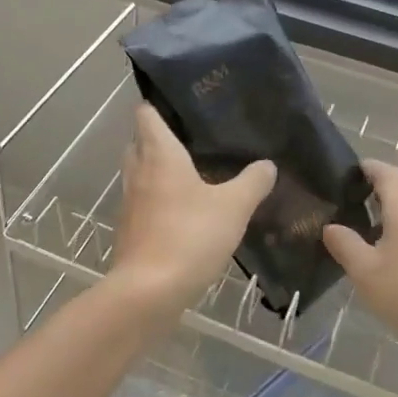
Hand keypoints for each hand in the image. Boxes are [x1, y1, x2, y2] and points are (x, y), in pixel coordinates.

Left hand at [108, 104, 275, 320]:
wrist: (148, 292)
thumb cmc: (190, 236)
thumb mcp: (233, 206)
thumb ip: (252, 182)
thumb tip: (267, 164)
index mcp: (159, 154)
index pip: (145, 114)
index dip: (157, 105)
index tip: (180, 104)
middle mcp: (138, 172)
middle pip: (139, 141)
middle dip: (159, 137)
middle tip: (192, 137)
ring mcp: (130, 203)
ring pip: (140, 173)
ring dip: (159, 169)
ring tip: (193, 172)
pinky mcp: (130, 231)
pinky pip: (143, 202)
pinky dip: (159, 199)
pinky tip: (185, 211)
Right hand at [323, 159, 397, 367]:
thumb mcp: (366, 273)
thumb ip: (345, 244)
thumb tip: (331, 226)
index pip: (383, 170)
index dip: (362, 170)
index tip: (341, 181)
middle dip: (375, 193)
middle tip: (347, 210)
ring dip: (392, 215)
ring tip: (366, 236)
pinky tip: (396, 260)